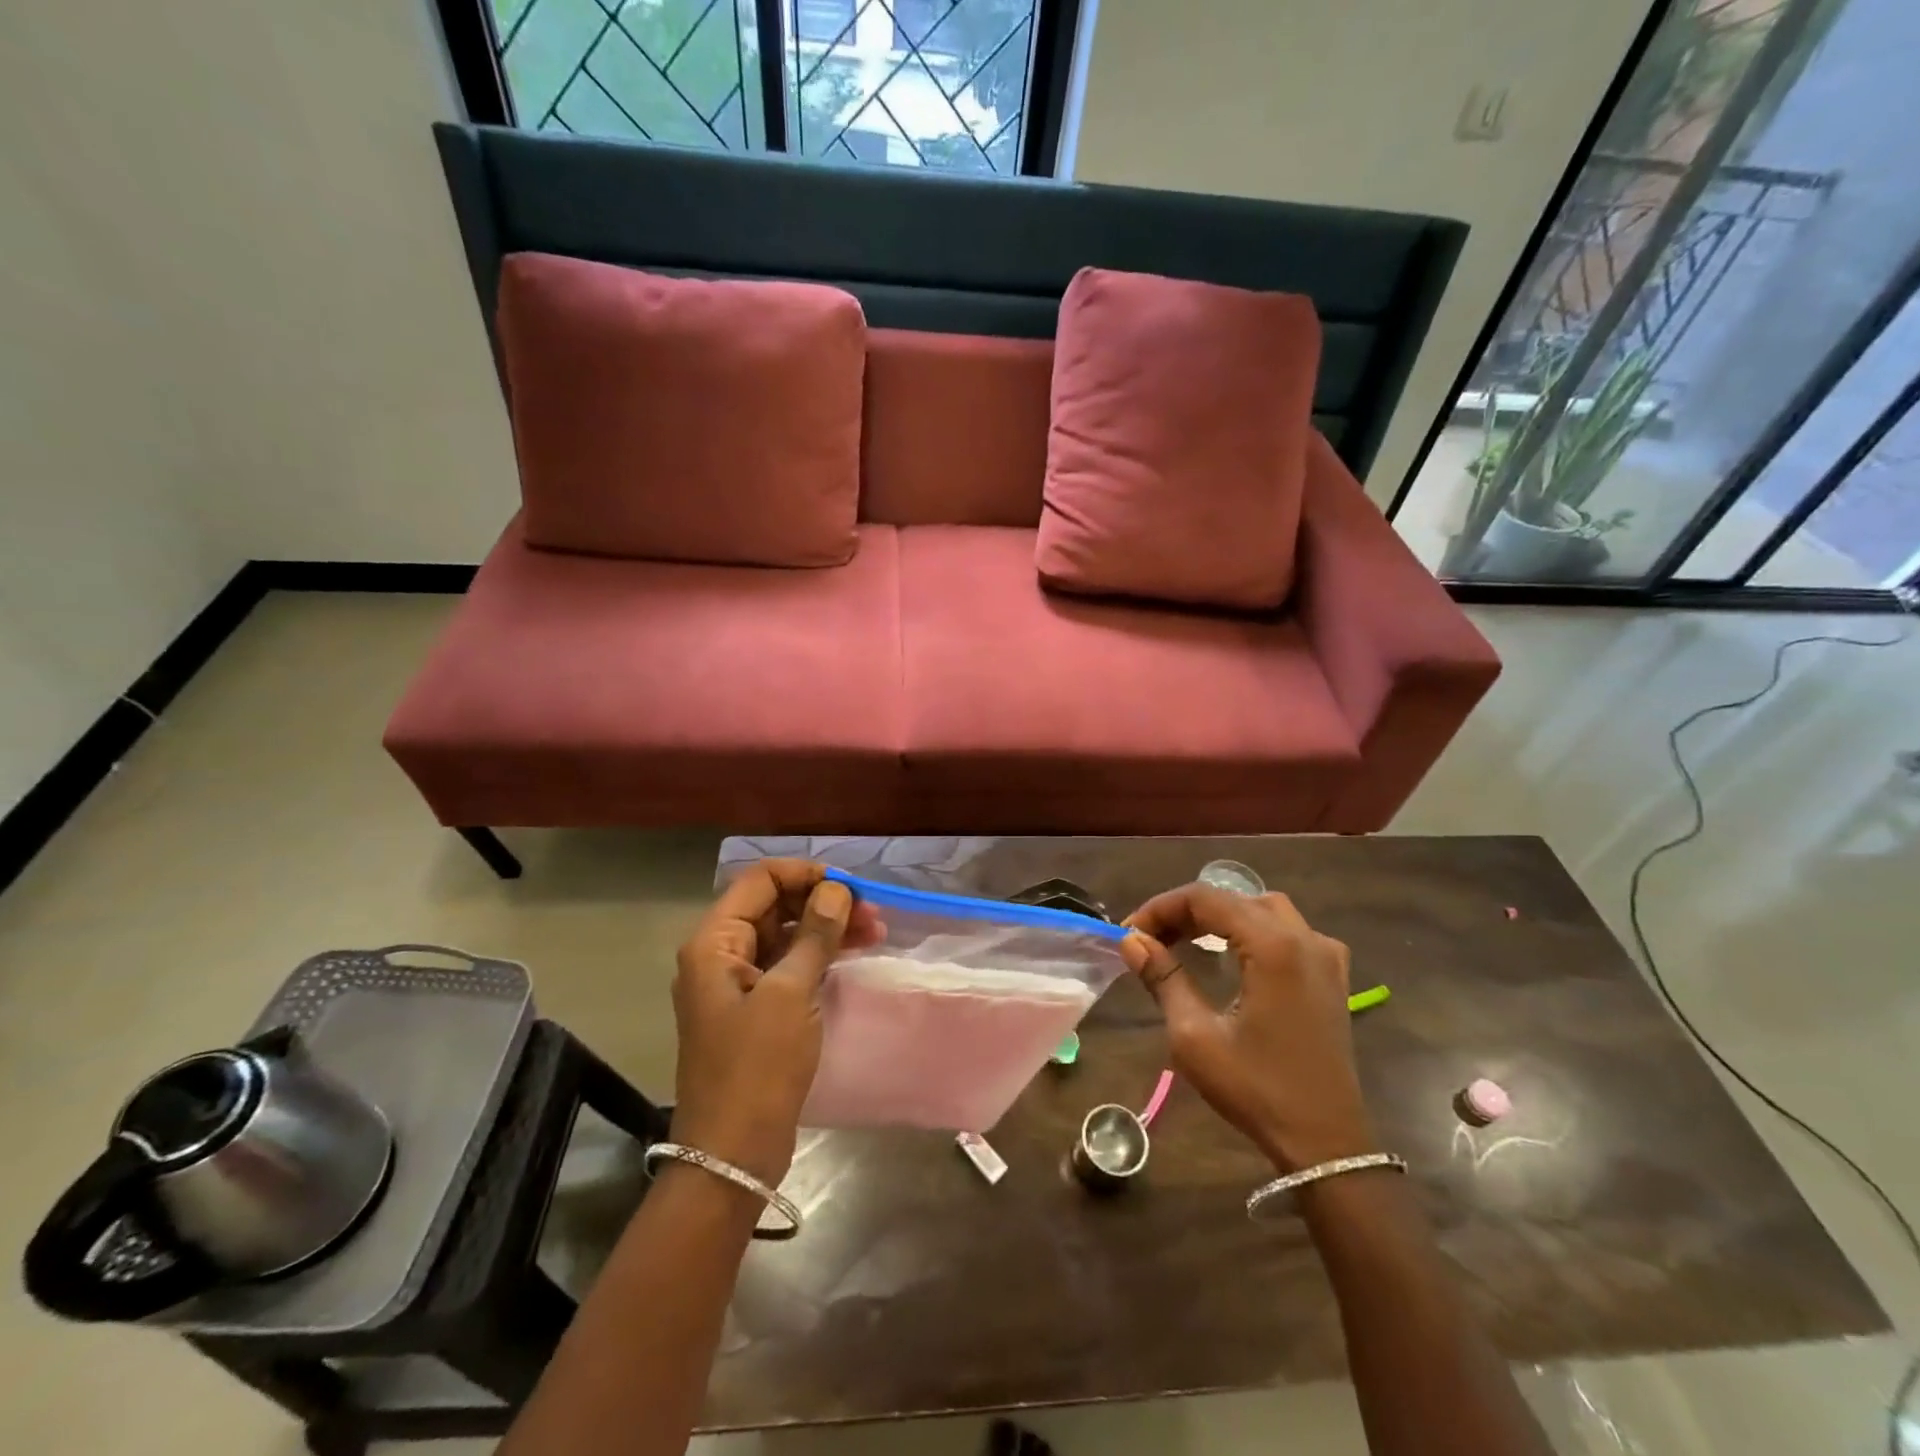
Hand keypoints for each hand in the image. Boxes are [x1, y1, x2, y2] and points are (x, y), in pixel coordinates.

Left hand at [670, 860, 878, 1185]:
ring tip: (875, 932)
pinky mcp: (756, 1010)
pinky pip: (789, 966)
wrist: (732, 1155)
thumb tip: (836, 889)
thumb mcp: (790, 994)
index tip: (850, 886)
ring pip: (785, 936)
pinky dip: (819, 956)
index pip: (759, 881)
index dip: (805, 874)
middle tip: (872, 913)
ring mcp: (738, 984)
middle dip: (822, 902)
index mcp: (714, 943)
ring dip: (827, 929)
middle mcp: (721, 955)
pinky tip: (853, 955)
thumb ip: (814, 934)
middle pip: (773, 906)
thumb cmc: (756, 1067)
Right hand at [1121, 885, 1377, 1171]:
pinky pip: (1290, 931)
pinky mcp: (1333, 977)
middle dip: (1186, 912)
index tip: (1130, 933)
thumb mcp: (1195, 1036)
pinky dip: (1254, 930)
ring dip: (1221, 916)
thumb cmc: (1256, 1089)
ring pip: (1263, 909)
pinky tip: (1236, 954)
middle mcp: (1304, 938)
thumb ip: (1163, 978)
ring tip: (1186, 940)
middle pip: (1234, 898)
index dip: (1161, 908)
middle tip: (1151, 939)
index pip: (1206, 899)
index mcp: (1273, 946)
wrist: (1325, 1143)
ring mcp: (1325, 956)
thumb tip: (1131, 941)